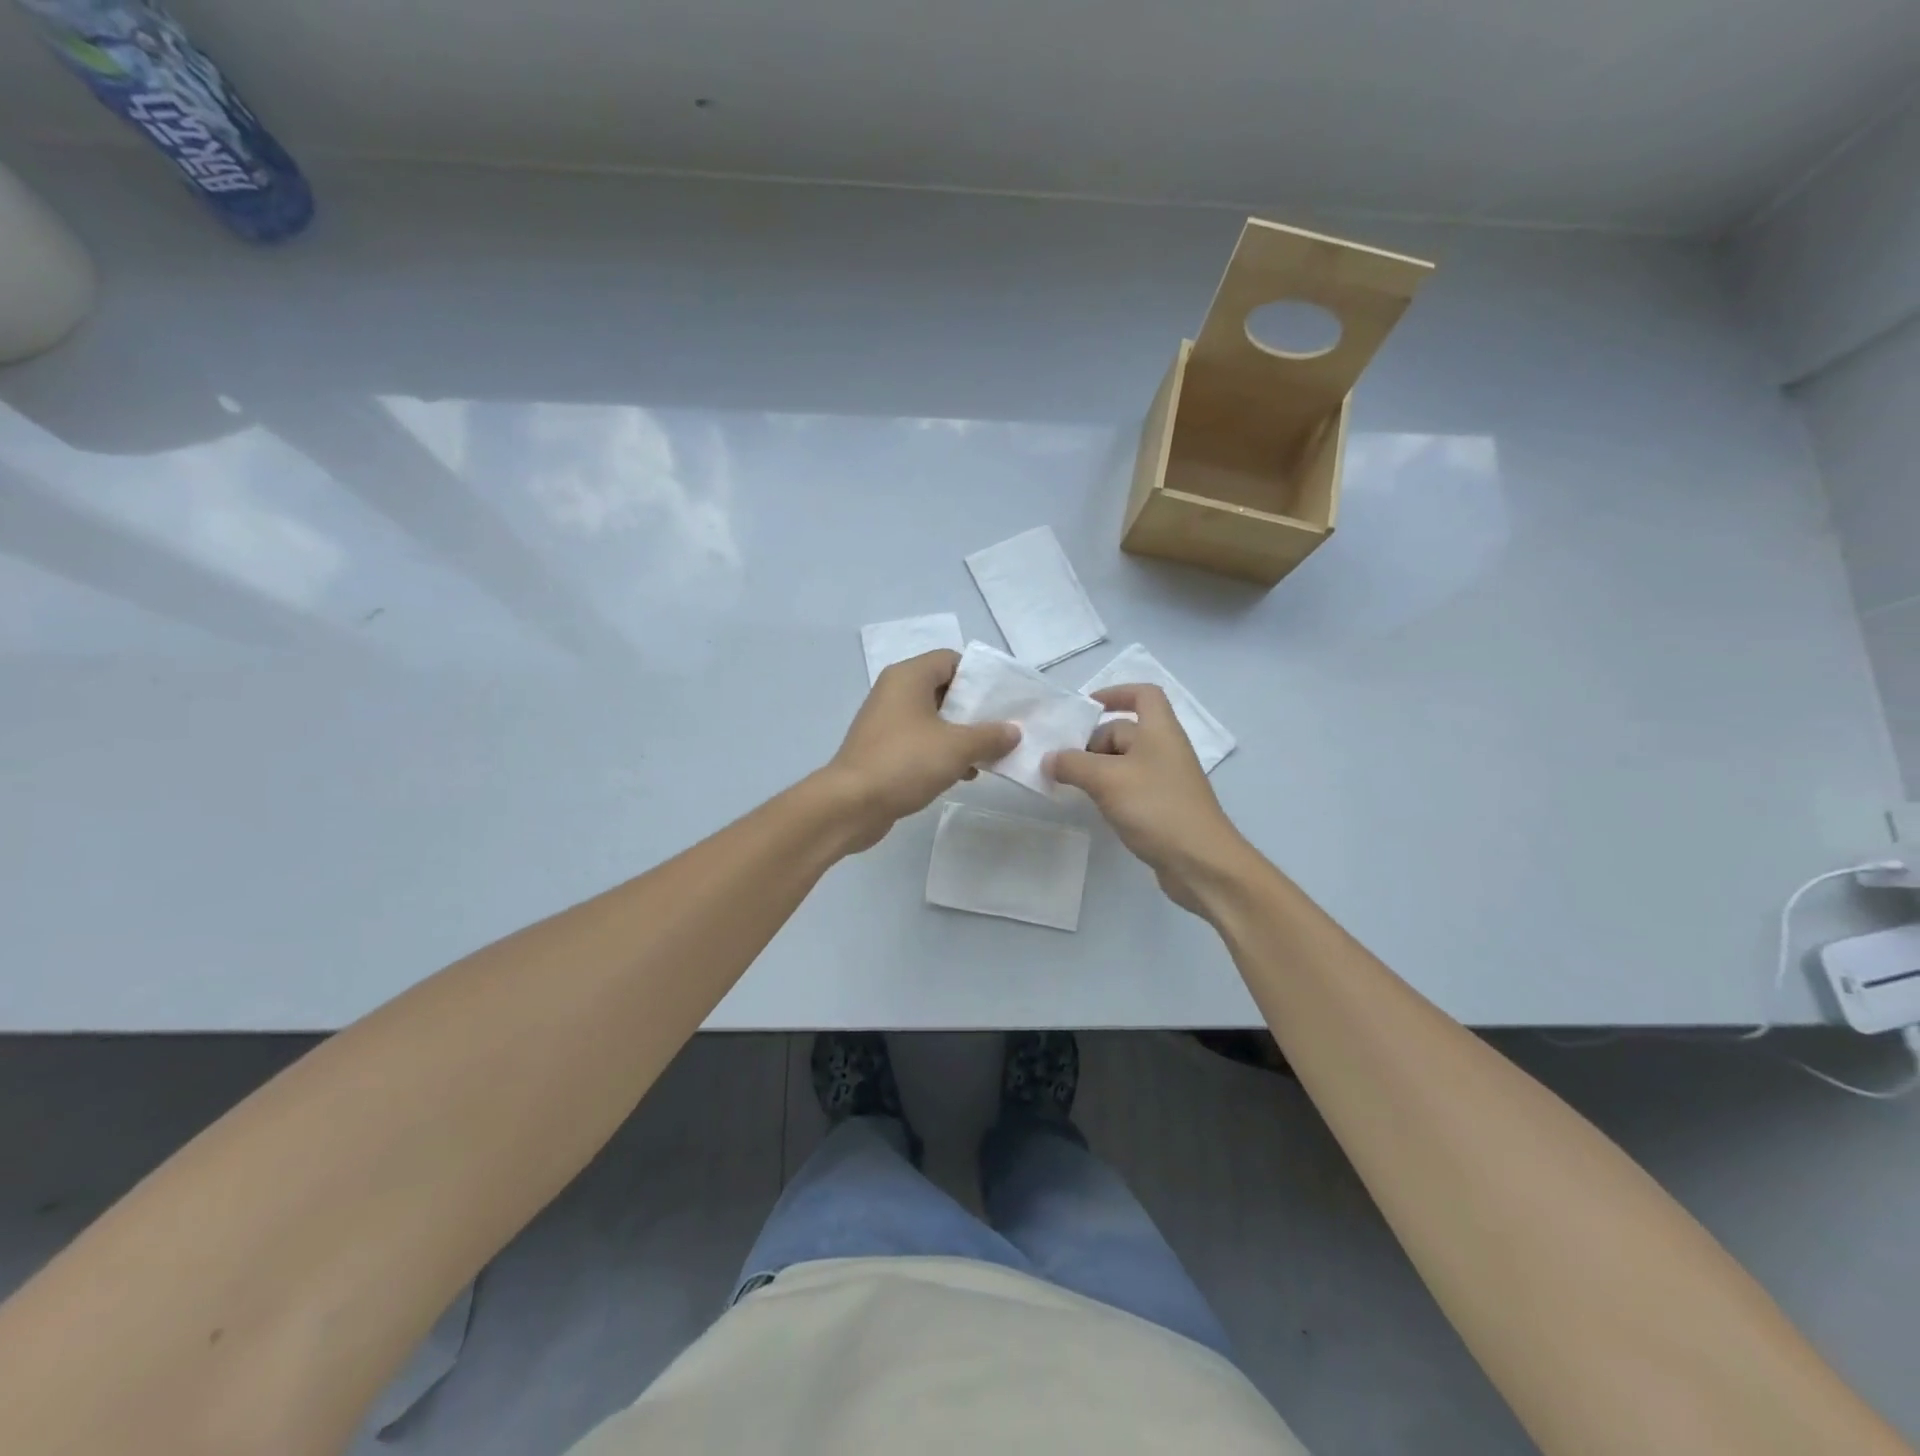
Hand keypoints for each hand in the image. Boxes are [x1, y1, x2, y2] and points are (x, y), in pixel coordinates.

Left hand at [822, 649, 1019, 852]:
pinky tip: (965, 774)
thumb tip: (1014, 731)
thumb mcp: (957, 747)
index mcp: (908, 677)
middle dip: (975, 710)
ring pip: (934, 719)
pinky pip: (921, 742)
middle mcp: (895, 692)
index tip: (1004, 699)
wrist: (851, 805)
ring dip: (962, 735)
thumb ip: (990, 736)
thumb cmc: (905, 762)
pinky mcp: (884, 750)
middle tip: (1004, 727)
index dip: (980, 676)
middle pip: (944, 690)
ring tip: (990, 754)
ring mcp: (887, 722)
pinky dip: (943, 752)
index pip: (951, 660)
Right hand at [1047, 685, 1255, 912]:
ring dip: (1096, 769)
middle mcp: (1164, 749)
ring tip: (1070, 785)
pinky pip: (1128, 787)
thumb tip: (1050, 759)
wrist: (1201, 863)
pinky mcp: (1161, 807)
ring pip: (1123, 762)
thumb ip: (1073, 765)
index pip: (1143, 694)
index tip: (1086, 708)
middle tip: (1062, 762)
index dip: (1116, 693)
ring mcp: (1164, 780)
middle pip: (1124, 731)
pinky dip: (1108, 790)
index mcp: (1160, 731)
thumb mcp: (1107, 780)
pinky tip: (1092, 806)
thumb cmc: (1156, 808)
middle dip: (1092, 742)